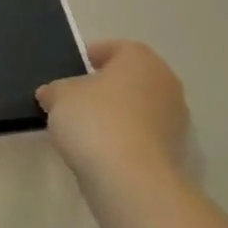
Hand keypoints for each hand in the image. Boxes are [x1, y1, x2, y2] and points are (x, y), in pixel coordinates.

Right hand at [37, 40, 189, 182]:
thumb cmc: (95, 121)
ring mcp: (175, 119)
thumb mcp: (58, 97)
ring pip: (138, 106)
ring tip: (86, 127)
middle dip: (106, 86)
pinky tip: (102, 149)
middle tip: (77, 97)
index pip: (114, 48)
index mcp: (140, 59)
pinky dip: (125, 136)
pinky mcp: (174, 150)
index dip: (91, 56)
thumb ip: (54, 90)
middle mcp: (165, 82)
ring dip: (117, 113)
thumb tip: (52, 94)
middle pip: (130, 77)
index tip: (72, 69)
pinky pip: (142, 134)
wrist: (131, 179)